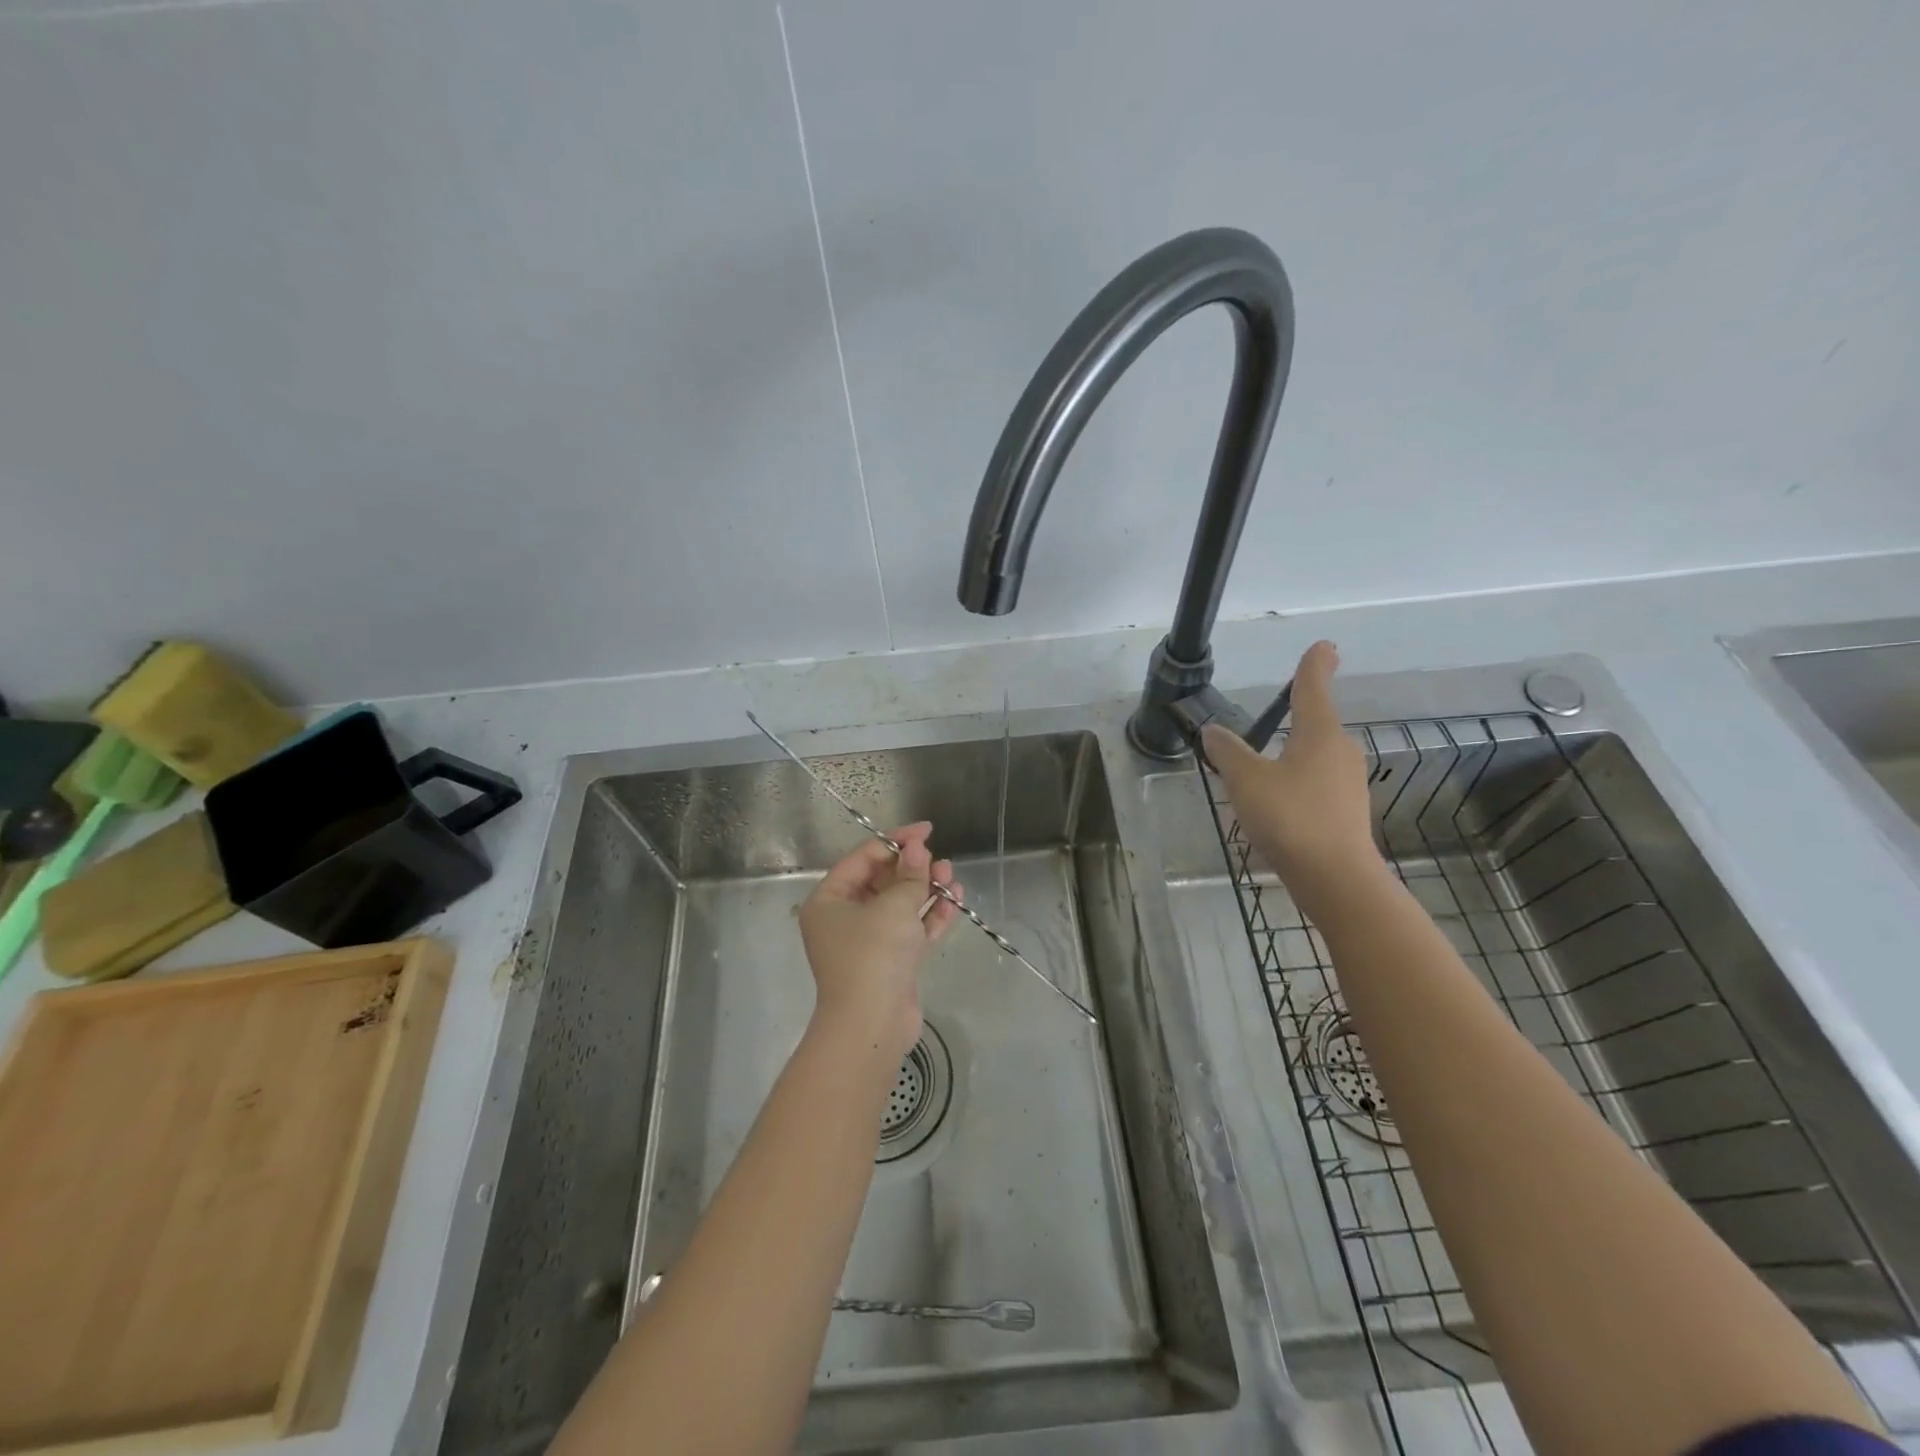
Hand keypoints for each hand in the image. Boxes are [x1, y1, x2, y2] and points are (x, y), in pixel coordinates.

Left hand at [798, 823, 961, 1060]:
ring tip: (952, 876)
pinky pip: (912, 929)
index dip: (895, 841)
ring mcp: (869, 942)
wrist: (872, 1025)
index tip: (926, 832)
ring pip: (900, 905)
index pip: (863, 858)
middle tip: (939, 860)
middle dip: (913, 868)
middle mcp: (844, 918)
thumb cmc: (873, 955)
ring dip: (926, 890)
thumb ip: (910, 875)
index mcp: (829, 900)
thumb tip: (917, 848)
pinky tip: (954, 900)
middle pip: (882, 881)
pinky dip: (931, 916)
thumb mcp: (894, 906)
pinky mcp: (891, 962)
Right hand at [1201, 641, 1384, 921]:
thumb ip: (1228, 752)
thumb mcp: (1246, 780)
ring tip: (1267, 760)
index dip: (1314, 666)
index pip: (1313, 689)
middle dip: (1301, 712)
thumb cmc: (1291, 817)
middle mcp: (1340, 752)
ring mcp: (1347, 783)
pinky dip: (1298, 780)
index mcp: (1319, 734)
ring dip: (1296, 751)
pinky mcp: (1345, 811)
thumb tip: (1213, 730)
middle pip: (1318, 722)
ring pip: (1317, 755)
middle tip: (1286, 702)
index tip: (1324, 646)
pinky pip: (1317, 782)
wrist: (1335, 878)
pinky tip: (1278, 799)